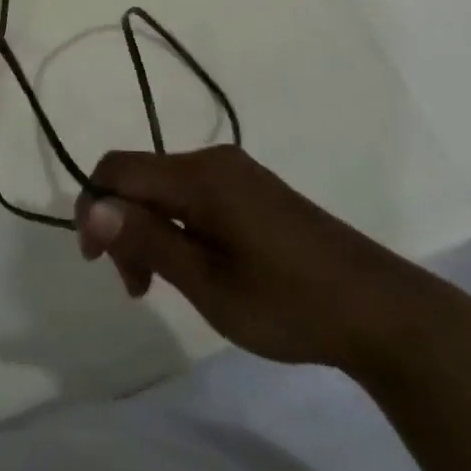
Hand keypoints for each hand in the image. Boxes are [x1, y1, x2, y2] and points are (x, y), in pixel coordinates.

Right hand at [76, 146, 416, 369]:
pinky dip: (177, 226)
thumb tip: (94, 208)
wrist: (377, 308)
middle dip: (123, 224)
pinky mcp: (252, 190)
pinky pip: (194, 195)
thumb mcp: (208, 282)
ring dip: (149, 229)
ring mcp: (237, 174)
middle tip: (137, 287)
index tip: (97, 262)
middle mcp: (214, 161)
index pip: (119, 168)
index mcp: (200, 175)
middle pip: (141, 177)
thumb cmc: (287, 301)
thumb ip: (149, 239)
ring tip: (160, 285)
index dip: (94, 206)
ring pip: (166, 188)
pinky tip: (193, 265)